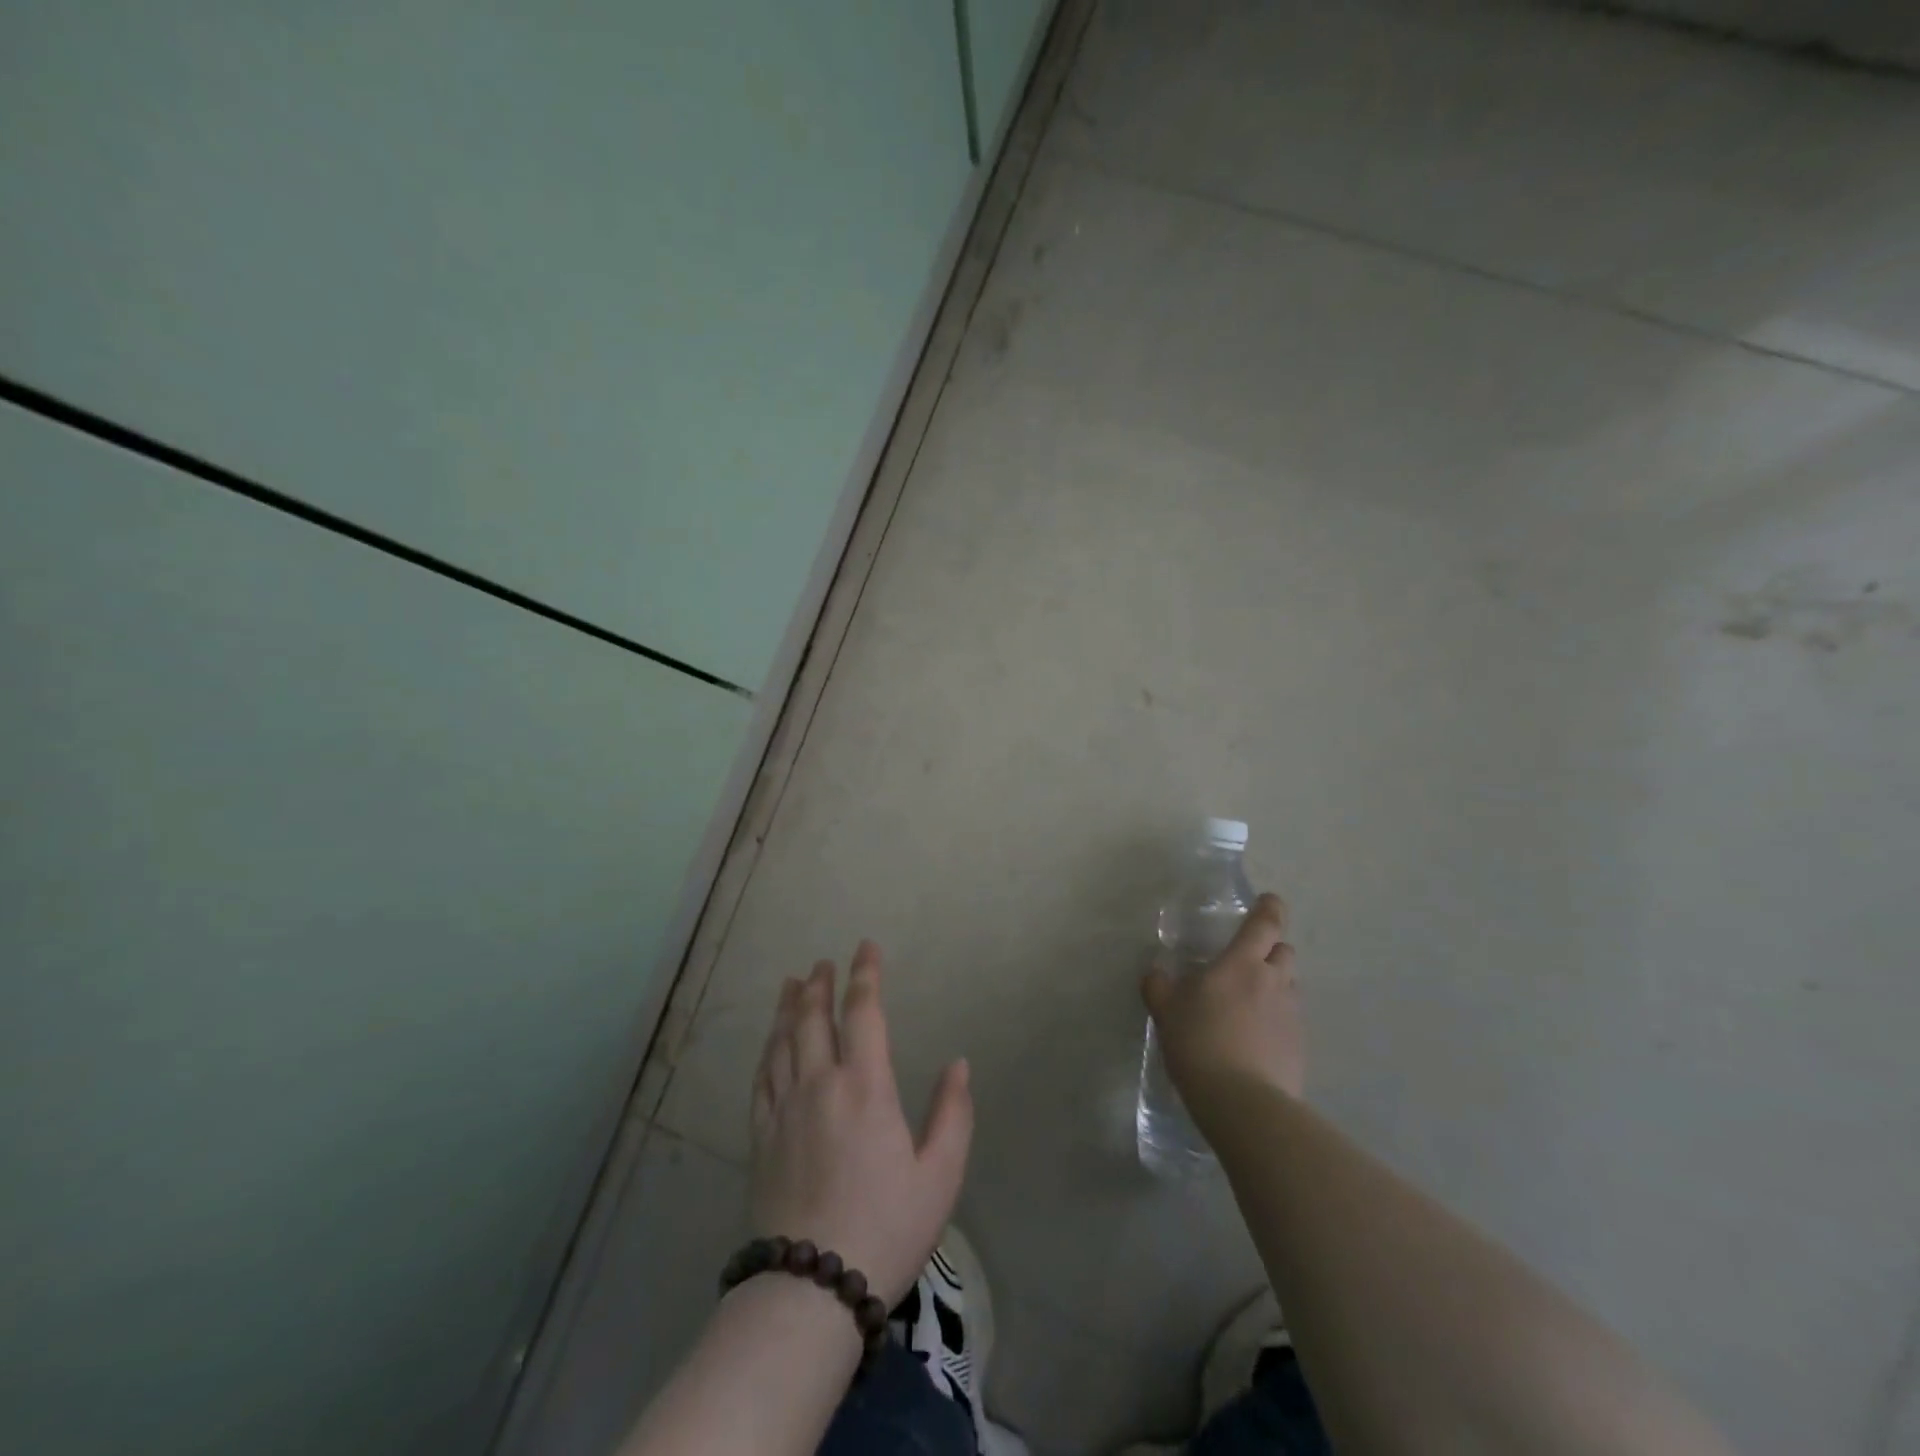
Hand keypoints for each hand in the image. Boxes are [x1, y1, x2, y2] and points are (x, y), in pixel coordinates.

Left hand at [748, 941, 972, 1305]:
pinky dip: (767, 1048)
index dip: (865, 975)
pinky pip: (761, 1077)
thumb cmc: (887, 1227)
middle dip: (821, 985)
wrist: (812, 1287)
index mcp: (866, 1087)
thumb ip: (953, 1114)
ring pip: (783, 1041)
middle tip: (823, 963)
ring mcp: (784, 1108)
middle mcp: (820, 1084)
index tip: (866, 947)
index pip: (863, 1013)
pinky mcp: (761, 1135)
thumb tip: (958, 1064)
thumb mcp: (940, 1176)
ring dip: (789, 1008)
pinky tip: (771, 1041)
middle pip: (815, 1019)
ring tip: (792, 984)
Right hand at [1142, 892, 1305, 1100]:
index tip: (1269, 901)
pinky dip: (1277, 1020)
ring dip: (1276, 985)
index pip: (1265, 924)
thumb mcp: (1166, 1011)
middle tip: (1248, 961)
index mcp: (1242, 963)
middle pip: (1284, 952)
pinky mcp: (1301, 1047)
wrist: (1243, 1102)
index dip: (1270, 908)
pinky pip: (1291, 1021)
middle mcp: (1274, 982)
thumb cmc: (1199, 1042)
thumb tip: (1156, 974)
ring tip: (1250, 1003)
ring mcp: (1292, 1016)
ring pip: (1290, 986)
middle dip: (1271, 950)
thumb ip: (1159, 986)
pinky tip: (1256, 1039)